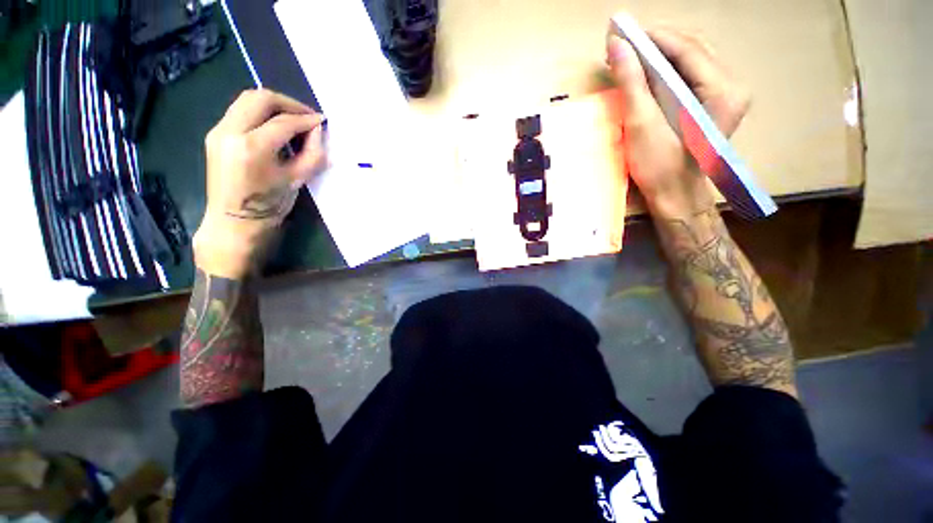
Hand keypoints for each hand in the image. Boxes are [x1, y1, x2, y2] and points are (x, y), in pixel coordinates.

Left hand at [194, 89, 326, 278]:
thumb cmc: (269, 206)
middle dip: (289, 103)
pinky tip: (276, 126)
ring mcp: (218, 130)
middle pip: (260, 98)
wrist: (234, 221)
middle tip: (308, 116)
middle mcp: (229, 131)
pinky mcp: (215, 134)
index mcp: (252, 147)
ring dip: (274, 105)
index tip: (322, 122)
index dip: (306, 119)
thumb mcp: (297, 181)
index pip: (283, 122)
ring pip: (247, 100)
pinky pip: (240, 111)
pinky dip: (261, 113)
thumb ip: (312, 153)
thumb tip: (318, 132)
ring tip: (294, 119)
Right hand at [607, 27, 750, 219]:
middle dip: (656, 45)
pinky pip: (689, 76)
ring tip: (630, 59)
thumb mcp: (642, 125)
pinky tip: (646, 75)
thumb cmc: (658, 167)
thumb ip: (631, 83)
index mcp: (721, 90)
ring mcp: (724, 95)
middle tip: (623, 47)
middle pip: (692, 49)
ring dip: (659, 57)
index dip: (654, 37)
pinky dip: (666, 72)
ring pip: (690, 61)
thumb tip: (616, 45)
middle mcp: (731, 86)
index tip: (622, 33)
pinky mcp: (712, 104)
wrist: (674, 196)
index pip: (688, 47)